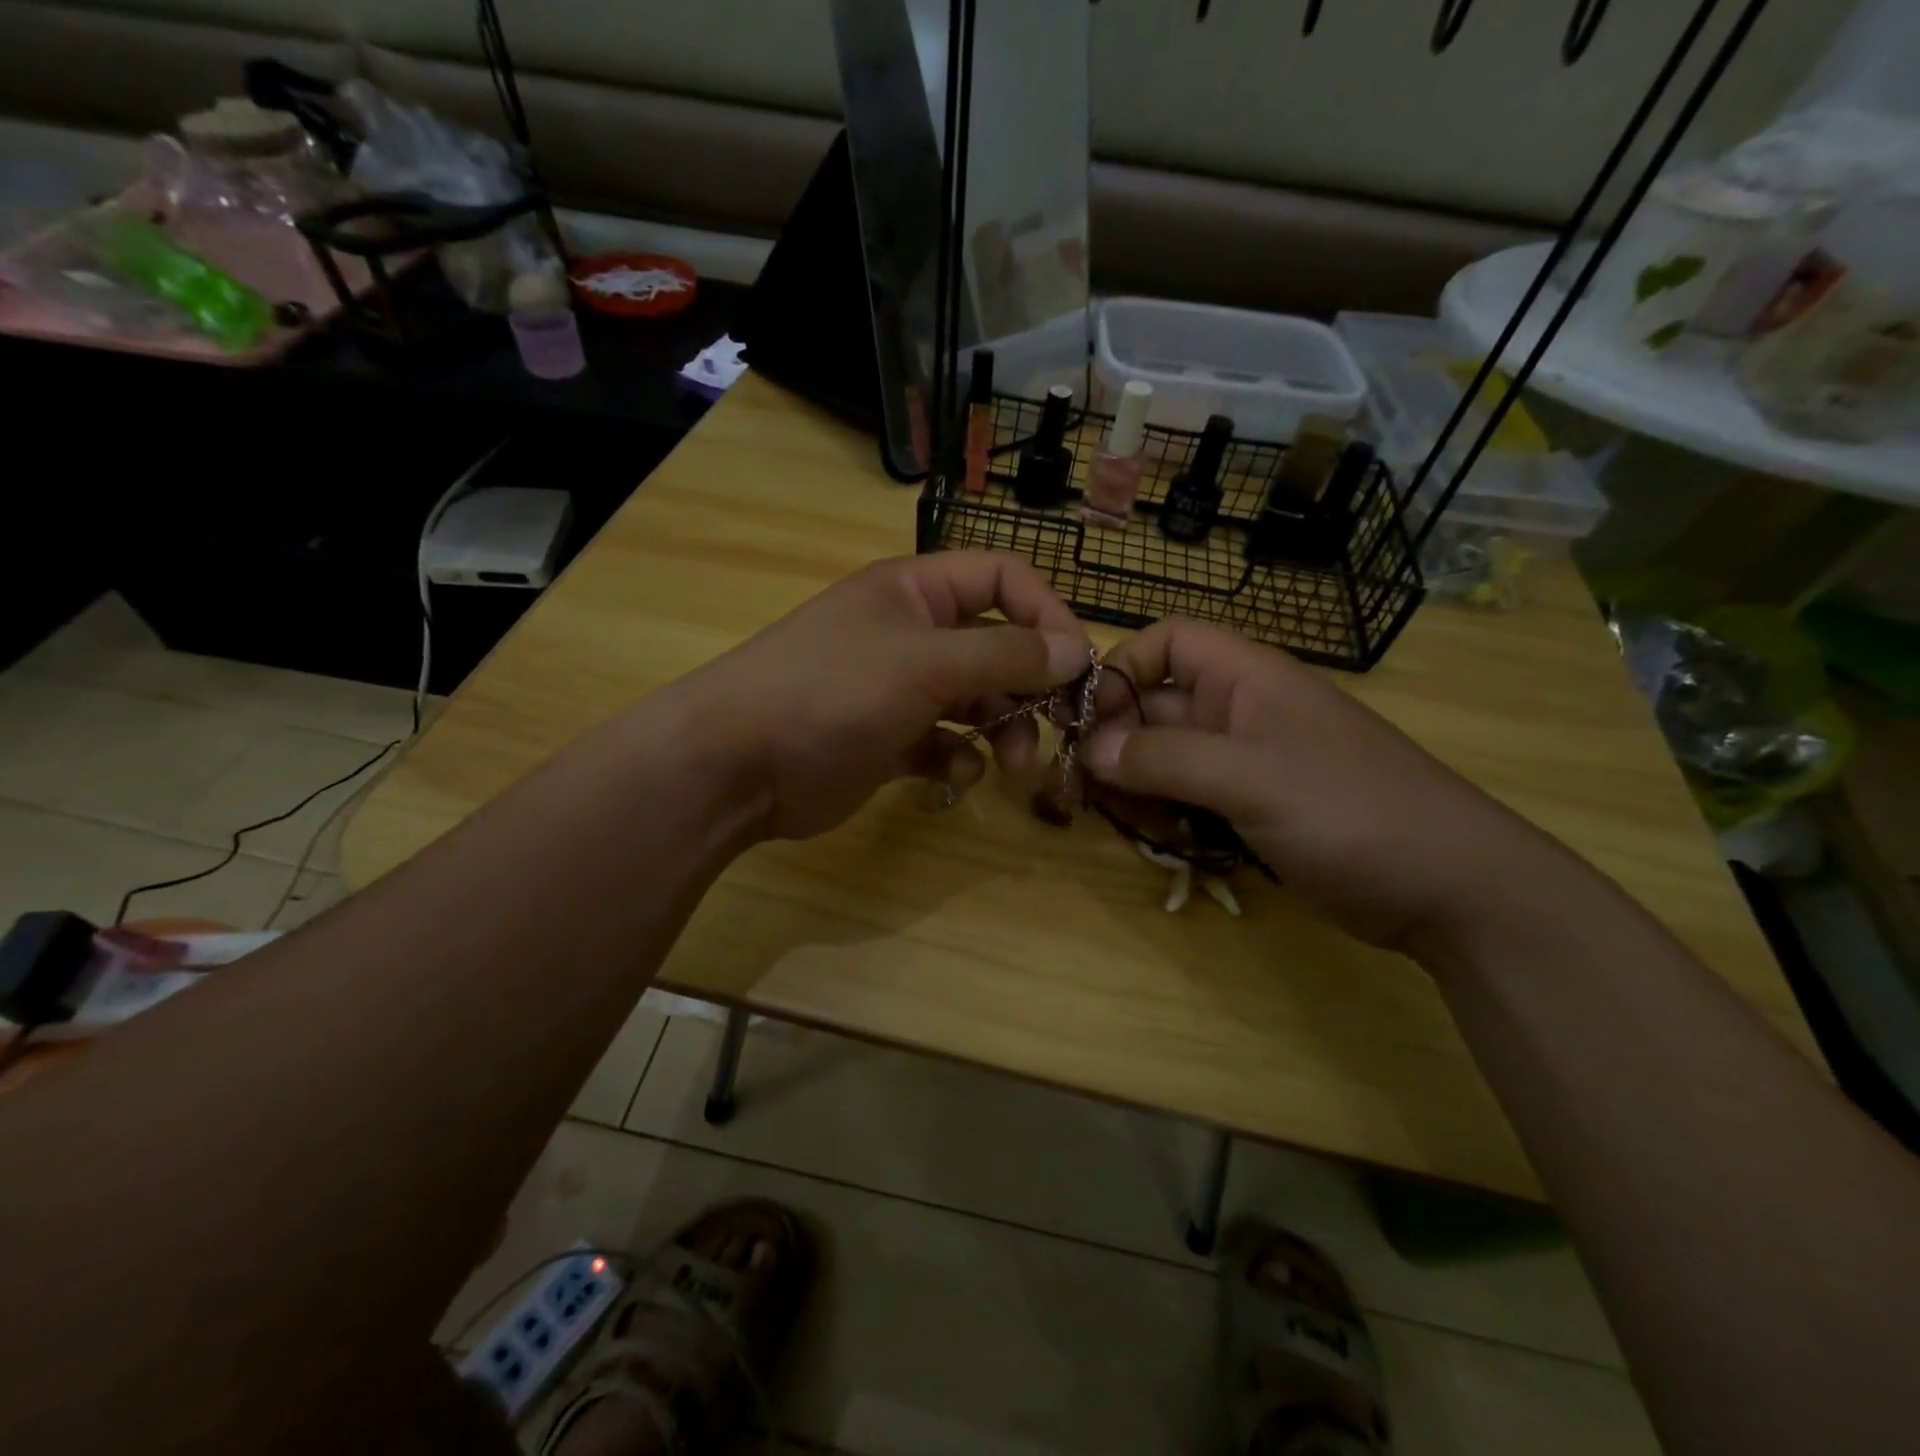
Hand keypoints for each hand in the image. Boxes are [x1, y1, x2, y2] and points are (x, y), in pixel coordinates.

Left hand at [687, 553, 1090, 841]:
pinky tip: (955, 775)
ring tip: (1012, 766)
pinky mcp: (888, 739)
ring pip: (975, 699)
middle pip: (996, 645)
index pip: (1002, 579)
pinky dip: (958, 757)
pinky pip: (944, 741)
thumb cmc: (833, 691)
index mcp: (916, 592)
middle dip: (1030, 686)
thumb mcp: (925, 663)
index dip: (1046, 613)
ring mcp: (898, 688)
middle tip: (1057, 727)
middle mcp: (912, 633)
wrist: (738, 764)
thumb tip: (1077, 651)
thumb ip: (1006, 655)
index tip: (1078, 664)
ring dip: (1003, 729)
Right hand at [1088, 620, 1582, 960]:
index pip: (1168, 642)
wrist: (1451, 890)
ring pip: (1163, 759)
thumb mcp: (1252, 779)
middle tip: (1091, 792)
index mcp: (1245, 678)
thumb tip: (1090, 749)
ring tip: (1140, 824)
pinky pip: (1186, 799)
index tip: (1089, 721)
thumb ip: (1165, 759)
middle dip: (1118, 745)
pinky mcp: (1248, 809)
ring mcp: (1243, 763)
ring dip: (1138, 789)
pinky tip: (1172, 844)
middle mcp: (1238, 711)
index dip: (1123, 669)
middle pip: (1153, 707)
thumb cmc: (1353, 813)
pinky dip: (1167, 817)